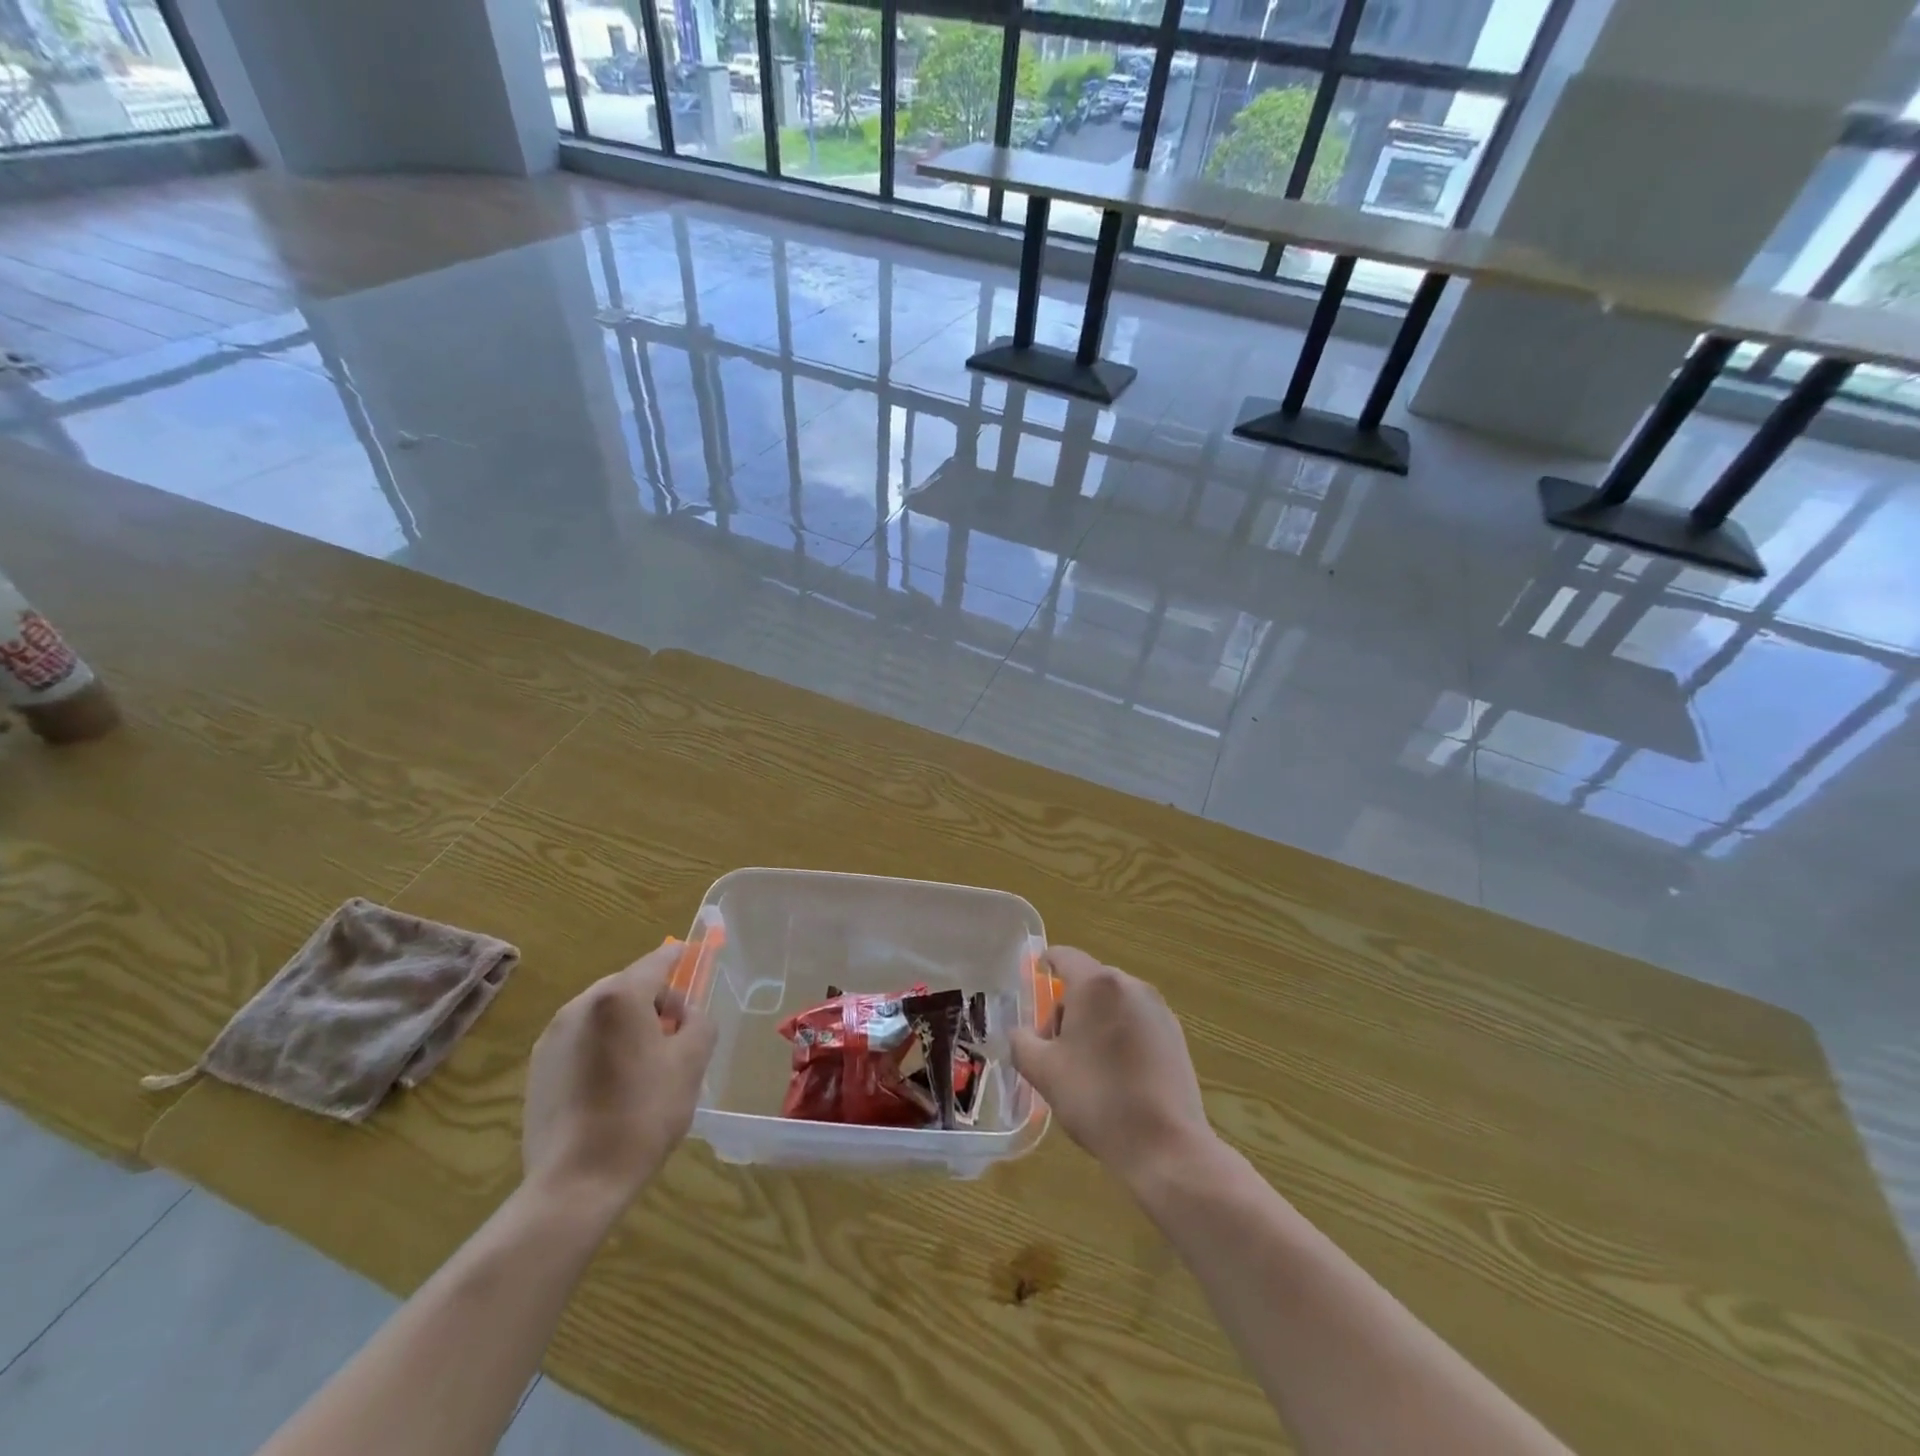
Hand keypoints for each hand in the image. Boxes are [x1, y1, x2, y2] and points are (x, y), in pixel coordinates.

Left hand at [521, 941, 716, 1210]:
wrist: (576, 1184)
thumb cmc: (643, 1114)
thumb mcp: (692, 1063)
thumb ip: (699, 1022)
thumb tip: (687, 1015)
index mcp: (619, 997)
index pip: (657, 961)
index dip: (679, 958)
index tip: (693, 957)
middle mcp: (580, 1006)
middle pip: (628, 986)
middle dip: (655, 1000)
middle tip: (677, 1034)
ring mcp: (552, 1037)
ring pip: (603, 1014)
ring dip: (627, 1024)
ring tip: (645, 1064)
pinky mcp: (537, 1069)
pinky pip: (581, 1040)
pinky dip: (603, 1047)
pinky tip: (614, 1085)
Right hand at [1010, 947, 1214, 1189]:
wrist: (1165, 1146)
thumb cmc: (1096, 1098)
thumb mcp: (1043, 1072)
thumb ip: (1021, 1042)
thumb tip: (1020, 1033)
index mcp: (1096, 985)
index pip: (1064, 956)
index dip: (1045, 963)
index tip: (1035, 977)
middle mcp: (1130, 985)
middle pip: (1089, 982)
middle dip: (1067, 1007)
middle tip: (1053, 1047)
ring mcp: (1158, 1009)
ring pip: (1114, 1003)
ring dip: (1094, 1022)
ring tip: (1085, 1066)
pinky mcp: (1176, 1035)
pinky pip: (1137, 1022)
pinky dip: (1120, 1036)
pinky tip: (1116, 1075)